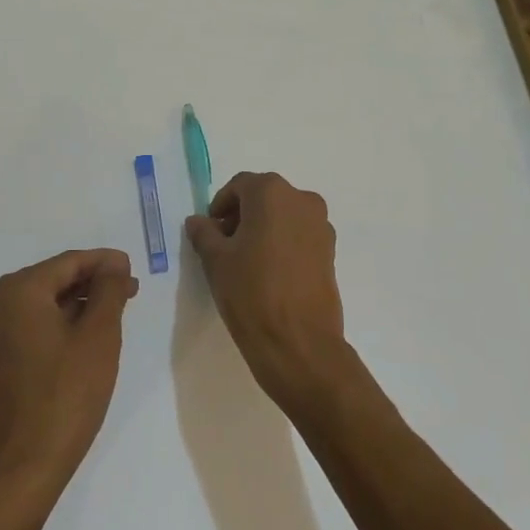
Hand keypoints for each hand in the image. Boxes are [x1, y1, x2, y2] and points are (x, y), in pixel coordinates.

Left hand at [0, 248, 138, 497]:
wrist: (18, 472)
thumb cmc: (64, 397)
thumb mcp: (98, 338)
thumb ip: (108, 292)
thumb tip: (113, 265)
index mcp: (19, 291)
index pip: (70, 262)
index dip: (105, 262)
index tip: (133, 269)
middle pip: (54, 281)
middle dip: (92, 284)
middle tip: (129, 291)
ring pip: (43, 306)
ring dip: (78, 306)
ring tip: (113, 314)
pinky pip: (32, 329)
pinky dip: (59, 326)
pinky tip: (84, 340)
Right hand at [183, 172, 349, 411]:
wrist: (299, 344)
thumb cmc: (251, 293)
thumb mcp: (216, 261)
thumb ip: (204, 233)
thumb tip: (198, 221)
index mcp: (271, 193)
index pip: (239, 186)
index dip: (221, 206)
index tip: (210, 231)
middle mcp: (301, 200)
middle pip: (264, 197)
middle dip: (242, 216)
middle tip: (224, 246)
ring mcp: (321, 226)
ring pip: (284, 216)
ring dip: (264, 229)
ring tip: (247, 262)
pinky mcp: (331, 252)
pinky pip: (300, 236)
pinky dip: (283, 244)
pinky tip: (269, 273)